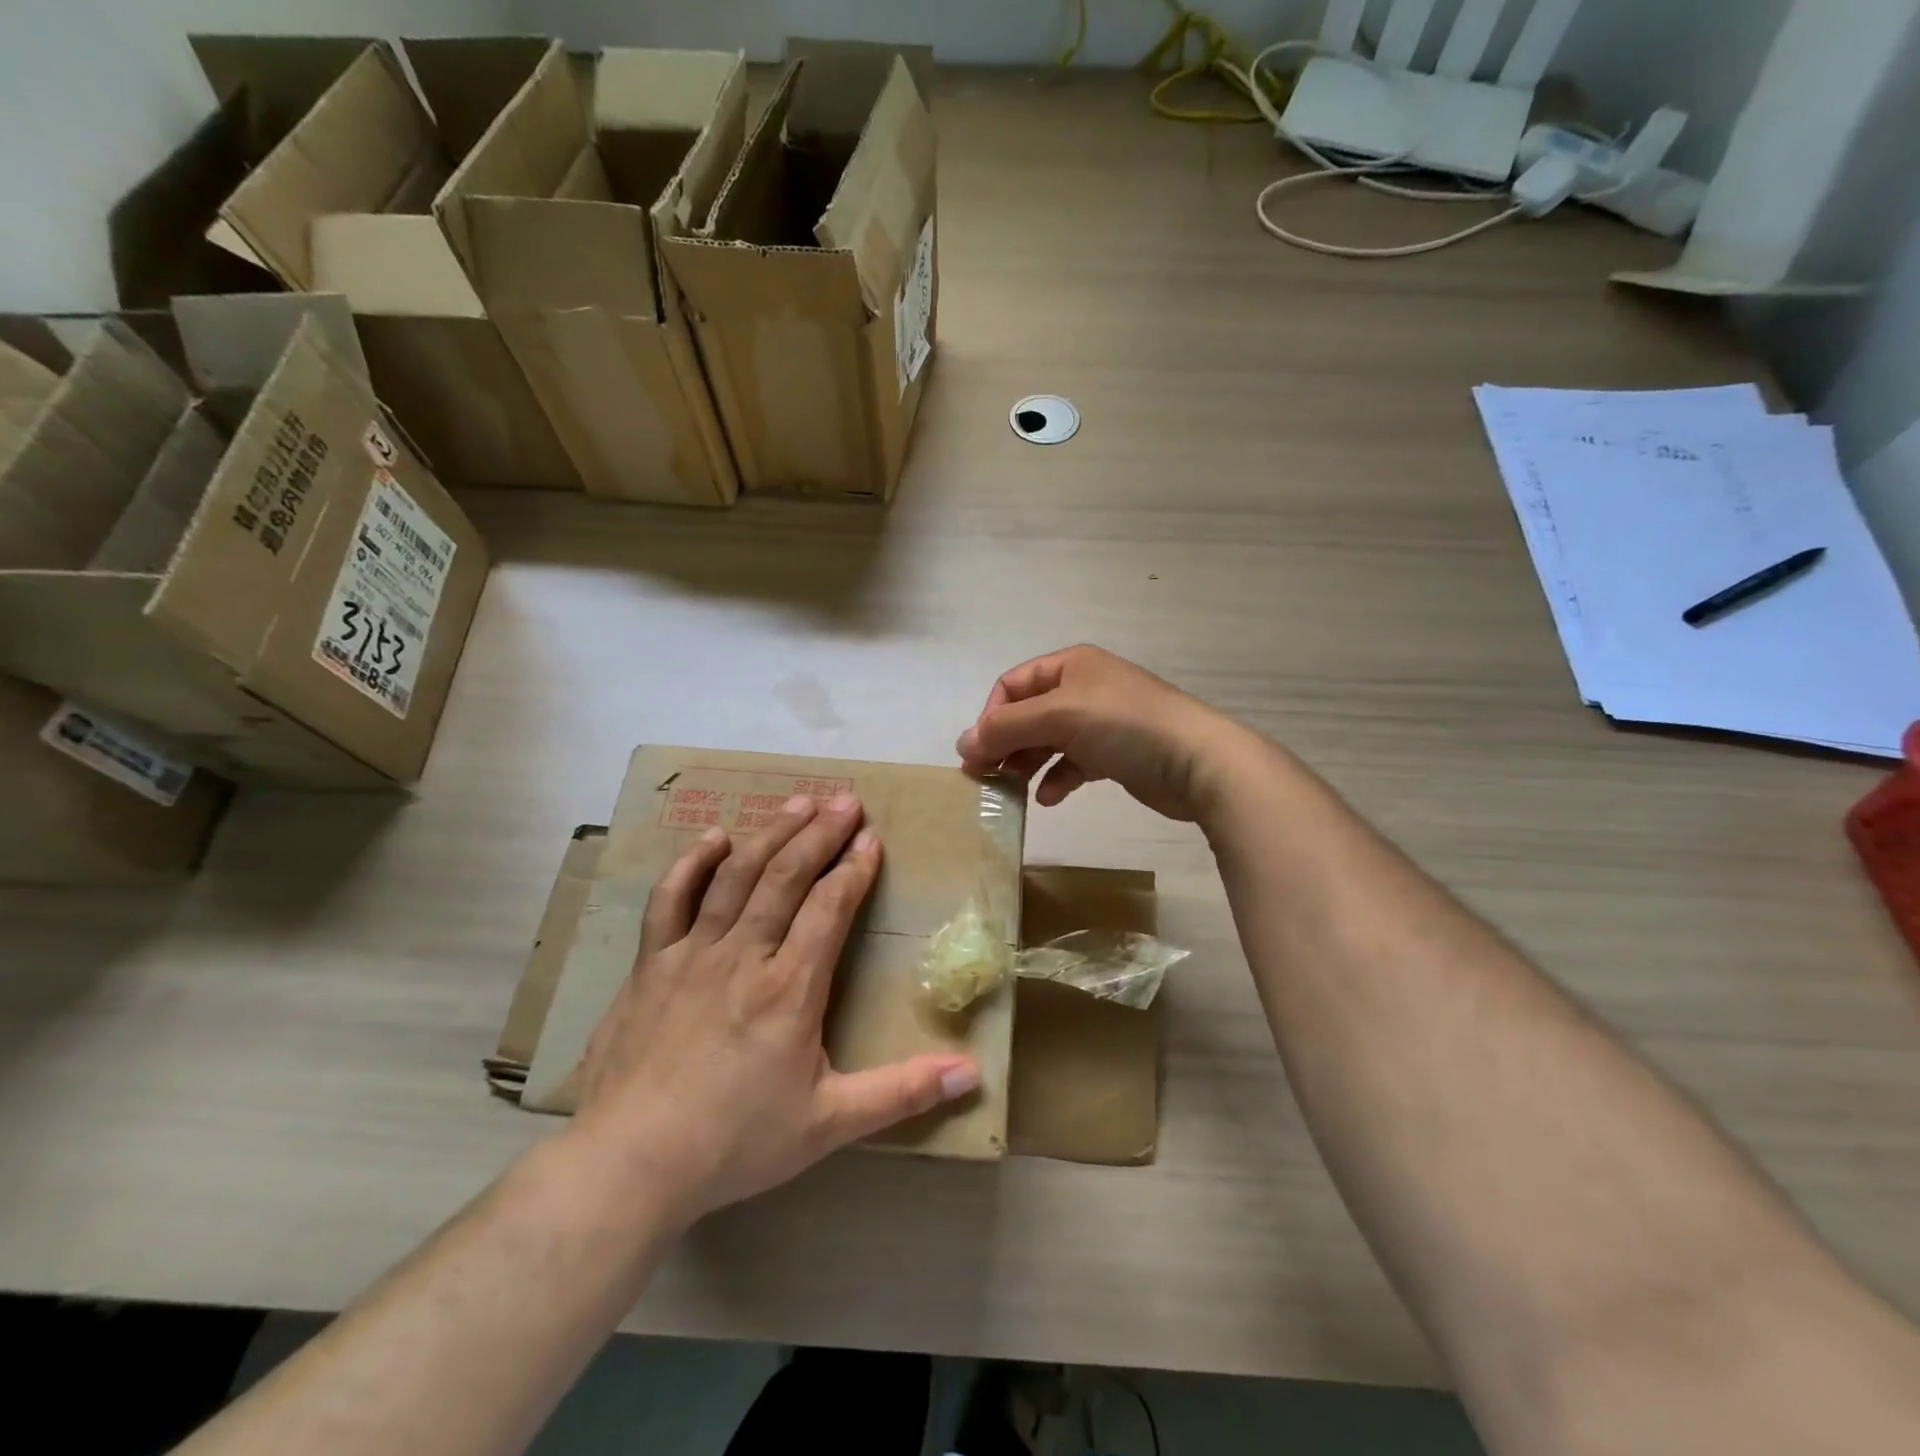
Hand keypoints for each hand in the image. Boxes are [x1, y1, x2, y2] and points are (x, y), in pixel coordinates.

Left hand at [567, 793, 980, 1227]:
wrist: (629, 1163)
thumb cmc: (735, 1142)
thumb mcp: (830, 1125)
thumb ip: (902, 1093)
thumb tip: (971, 1076)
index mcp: (790, 988)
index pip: (830, 907)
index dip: (854, 868)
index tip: (872, 837)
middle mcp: (744, 955)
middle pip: (786, 876)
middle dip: (820, 833)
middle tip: (846, 799)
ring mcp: (692, 954)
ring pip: (736, 876)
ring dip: (771, 834)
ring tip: (798, 801)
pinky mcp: (650, 965)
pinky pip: (670, 900)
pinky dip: (692, 863)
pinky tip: (714, 837)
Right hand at [956, 645, 1241, 821]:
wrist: (1198, 761)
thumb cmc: (1124, 726)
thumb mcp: (1059, 717)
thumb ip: (1007, 728)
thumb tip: (962, 743)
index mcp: (1070, 666)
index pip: (1013, 685)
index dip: (990, 716)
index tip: (978, 754)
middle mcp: (1084, 688)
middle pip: (1028, 714)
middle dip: (1005, 743)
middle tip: (985, 777)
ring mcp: (1101, 721)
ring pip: (1049, 740)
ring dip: (1027, 763)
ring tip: (1012, 790)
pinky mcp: (1116, 754)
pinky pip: (1074, 763)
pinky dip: (1058, 778)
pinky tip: (1050, 797)